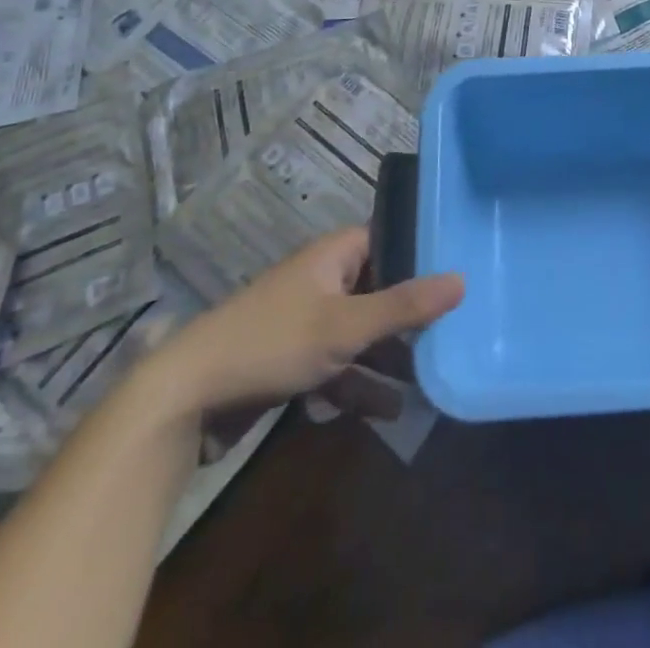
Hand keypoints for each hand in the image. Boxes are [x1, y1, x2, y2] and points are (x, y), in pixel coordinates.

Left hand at [141, 228, 463, 421]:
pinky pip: (338, 365)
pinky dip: (359, 383)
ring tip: (431, 381)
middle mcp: (323, 279)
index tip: (463, 270)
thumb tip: (462, 279)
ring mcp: (307, 321)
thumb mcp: (345, 326)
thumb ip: (404, 306)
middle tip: (455, 331)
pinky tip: (388, 412)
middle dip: (412, 316)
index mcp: (334, 254)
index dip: (423, 253)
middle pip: (380, 289)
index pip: (390, 239)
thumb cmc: (272, 342)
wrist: (186, 397)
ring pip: (361, 333)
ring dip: (389, 358)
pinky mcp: (293, 360)